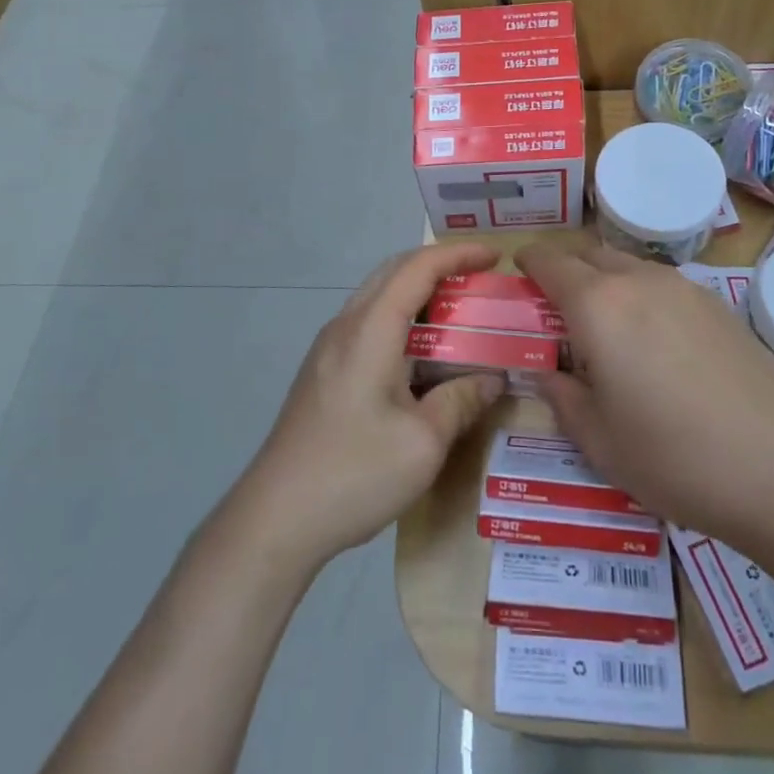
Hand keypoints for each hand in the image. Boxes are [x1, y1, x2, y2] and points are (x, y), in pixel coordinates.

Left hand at [238, 242, 508, 567]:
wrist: (277, 518)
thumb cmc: (354, 473)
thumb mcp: (424, 442)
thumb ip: (461, 400)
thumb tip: (491, 378)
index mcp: (370, 330)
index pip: (418, 268)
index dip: (458, 254)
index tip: (496, 256)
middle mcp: (346, 327)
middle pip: (394, 272)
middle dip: (439, 265)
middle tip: (480, 280)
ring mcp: (328, 349)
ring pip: (378, 298)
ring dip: (418, 293)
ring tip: (458, 312)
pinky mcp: (323, 373)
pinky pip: (368, 325)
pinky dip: (401, 320)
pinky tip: (422, 354)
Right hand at [517, 243, 773, 542]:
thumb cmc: (675, 458)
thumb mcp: (599, 441)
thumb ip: (563, 398)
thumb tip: (550, 374)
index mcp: (598, 305)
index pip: (550, 262)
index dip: (528, 262)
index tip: (517, 271)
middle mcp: (639, 281)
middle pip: (590, 254)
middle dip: (565, 268)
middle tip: (553, 305)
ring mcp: (685, 289)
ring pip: (628, 266)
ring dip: (604, 280)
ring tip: (603, 327)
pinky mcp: (720, 307)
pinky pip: (662, 285)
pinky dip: (640, 296)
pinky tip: (652, 342)